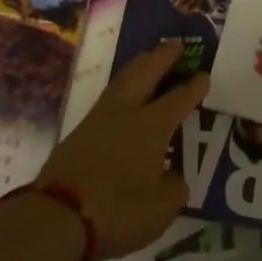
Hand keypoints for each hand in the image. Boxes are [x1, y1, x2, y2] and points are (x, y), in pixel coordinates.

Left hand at [34, 41, 206, 259]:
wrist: (58, 215)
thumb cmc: (118, 210)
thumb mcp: (161, 209)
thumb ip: (173, 188)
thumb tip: (172, 177)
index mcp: (151, 126)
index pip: (178, 99)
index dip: (193, 87)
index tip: (204, 74)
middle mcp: (126, 112)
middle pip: (146, 73)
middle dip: (162, 57)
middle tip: (175, 45)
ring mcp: (98, 119)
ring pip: (122, 80)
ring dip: (138, 66)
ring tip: (147, 59)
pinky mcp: (78, 133)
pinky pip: (107, 98)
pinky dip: (121, 88)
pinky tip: (122, 96)